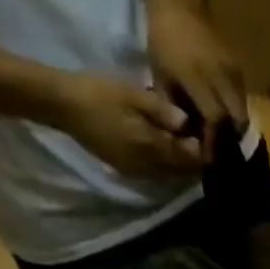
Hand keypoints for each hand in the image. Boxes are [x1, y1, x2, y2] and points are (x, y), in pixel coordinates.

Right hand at [50, 72, 204, 175]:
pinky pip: (155, 173)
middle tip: (197, 138)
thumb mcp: (133, 95)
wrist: (63, 105)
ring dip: (179, 163)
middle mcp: (148, 167)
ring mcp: (136, 172)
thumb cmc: (99, 94)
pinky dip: (164, 164)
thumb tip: (187, 122)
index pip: (189, 159)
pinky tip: (163, 147)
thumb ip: (161, 111)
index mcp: (152, 148)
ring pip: (169, 174)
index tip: (206, 135)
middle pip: (181, 171)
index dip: (202, 150)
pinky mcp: (126, 170)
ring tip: (183, 142)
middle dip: (192, 158)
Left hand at [146, 0, 246, 147]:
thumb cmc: (163, 41)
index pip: (215, 119)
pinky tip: (224, 117)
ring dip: (234, 128)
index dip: (213, 142)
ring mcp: (233, 70)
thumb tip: (186, 138)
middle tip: (219, 151)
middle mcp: (220, 74)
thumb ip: (174, 109)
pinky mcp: (240, 68)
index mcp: (196, 76)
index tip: (208, 158)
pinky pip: (243, 99)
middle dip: (229, 139)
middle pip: (236, 120)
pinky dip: (235, 113)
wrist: (179, 3)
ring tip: (221, 137)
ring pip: (243, 111)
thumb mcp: (161, 78)